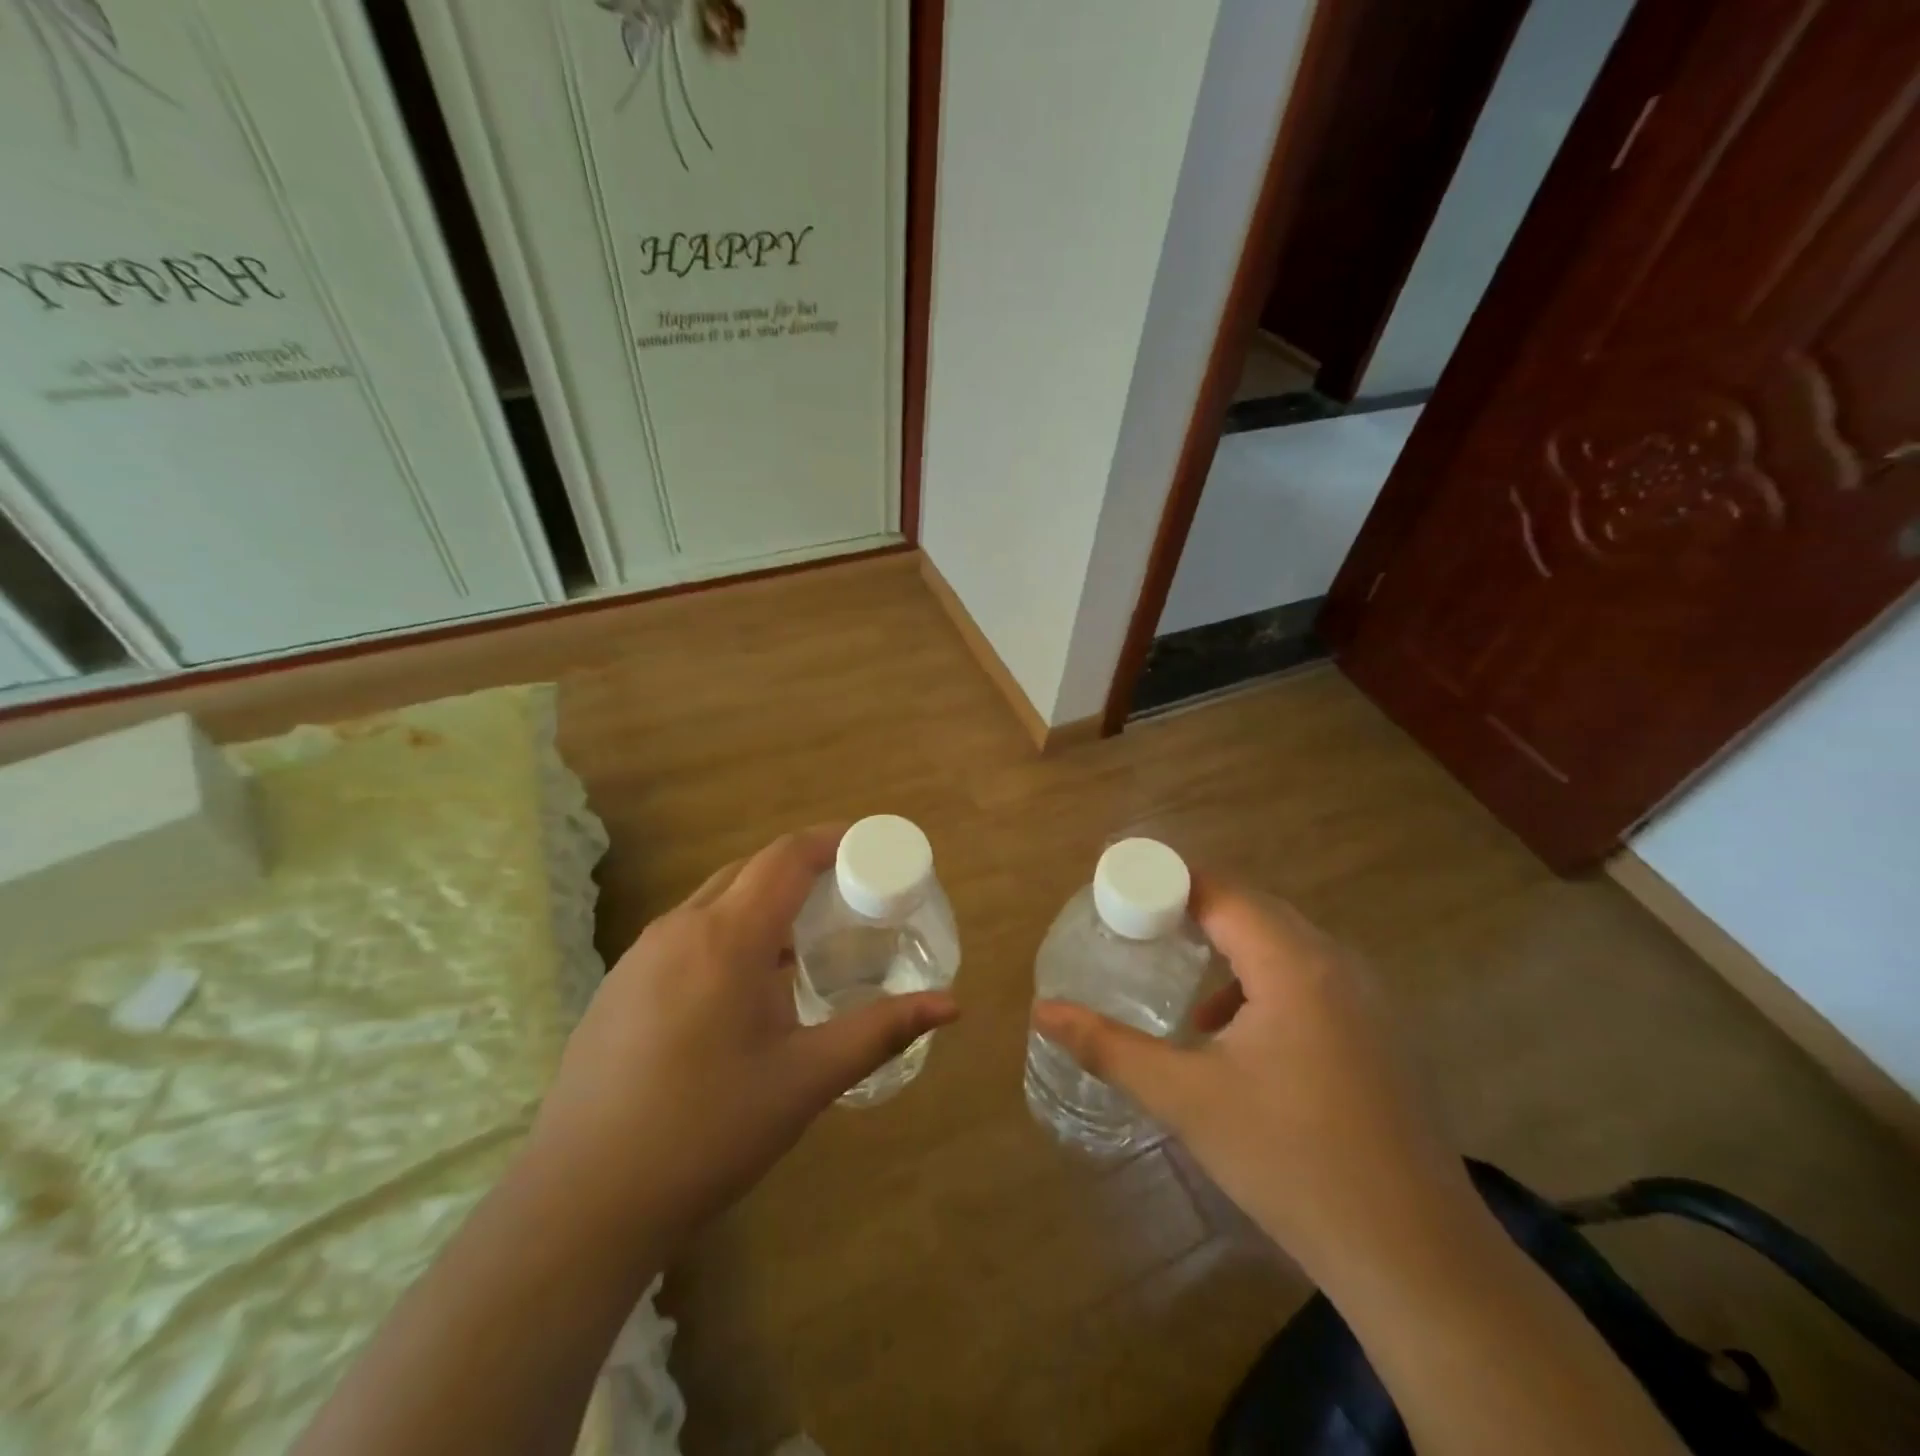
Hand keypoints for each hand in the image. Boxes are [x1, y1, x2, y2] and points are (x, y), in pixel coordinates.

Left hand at [532, 827, 959, 1242]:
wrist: (581, 1202)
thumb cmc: (707, 1132)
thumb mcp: (805, 1080)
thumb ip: (880, 1031)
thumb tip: (950, 1005)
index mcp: (726, 938)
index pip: (785, 858)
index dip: (830, 841)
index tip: (868, 847)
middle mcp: (679, 929)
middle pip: (750, 870)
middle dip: (801, 870)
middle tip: (847, 896)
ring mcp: (640, 956)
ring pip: (714, 900)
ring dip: (762, 903)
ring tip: (803, 941)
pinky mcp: (619, 986)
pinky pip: (686, 933)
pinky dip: (727, 932)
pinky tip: (743, 987)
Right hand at [1032, 882, 1477, 1279]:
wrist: (1415, 1257)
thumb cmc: (1291, 1161)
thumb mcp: (1187, 1099)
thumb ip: (1109, 1048)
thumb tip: (1044, 1012)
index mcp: (1292, 963)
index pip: (1219, 890)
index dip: (1166, 881)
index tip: (1119, 892)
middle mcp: (1336, 962)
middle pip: (1252, 907)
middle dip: (1191, 910)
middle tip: (1138, 928)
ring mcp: (1367, 996)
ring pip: (1283, 942)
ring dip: (1229, 947)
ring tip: (1181, 980)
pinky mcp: (1378, 1031)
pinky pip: (1308, 975)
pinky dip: (1262, 980)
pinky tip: (1235, 1034)